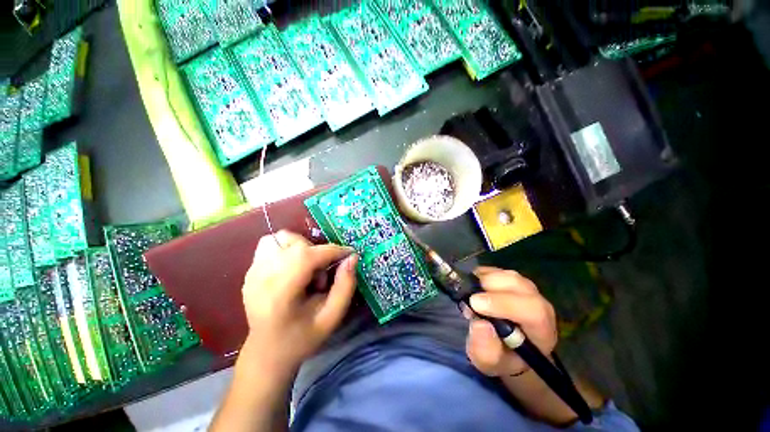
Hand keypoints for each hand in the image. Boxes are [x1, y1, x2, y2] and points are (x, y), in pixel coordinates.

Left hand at [241, 230, 357, 374]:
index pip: (307, 257)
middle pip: (295, 244)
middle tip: (322, 274)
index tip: (349, 254)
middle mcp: (261, 278)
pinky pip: (271, 244)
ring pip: (281, 238)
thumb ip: (346, 286)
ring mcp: (252, 272)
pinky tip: (293, 268)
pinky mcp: (250, 270)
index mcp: (280, 294)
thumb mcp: (332, 317)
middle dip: (317, 252)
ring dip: (300, 247)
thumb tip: (352, 258)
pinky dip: (287, 249)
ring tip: (306, 268)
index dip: (333, 251)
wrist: (267, 352)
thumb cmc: (302, 338)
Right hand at [465, 267, 556, 376]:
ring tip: (471, 294)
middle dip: (491, 286)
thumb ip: (485, 349)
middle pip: (519, 285)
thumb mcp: (488, 362)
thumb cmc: (500, 356)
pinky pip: (497, 270)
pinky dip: (482, 274)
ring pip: (508, 274)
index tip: (475, 304)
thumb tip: (480, 324)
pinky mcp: (510, 279)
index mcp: (541, 329)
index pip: (532, 310)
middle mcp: (538, 304)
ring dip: (485, 280)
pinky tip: (474, 287)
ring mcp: (525, 289)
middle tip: (470, 297)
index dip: (503, 303)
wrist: (505, 346)